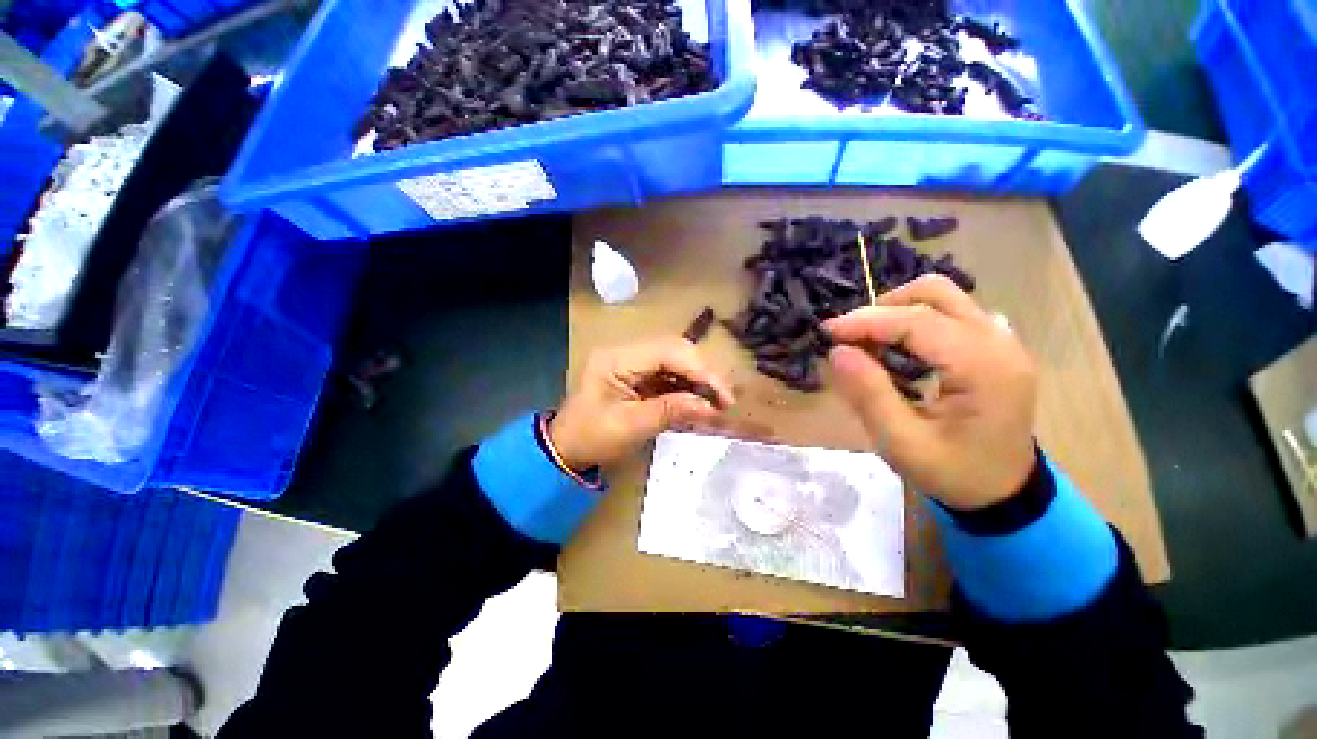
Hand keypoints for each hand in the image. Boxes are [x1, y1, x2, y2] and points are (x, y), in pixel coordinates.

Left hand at [549, 337, 734, 469]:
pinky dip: (686, 389)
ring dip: (697, 381)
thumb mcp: (630, 428)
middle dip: (702, 374)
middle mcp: (626, 352)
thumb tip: (710, 406)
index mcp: (617, 359)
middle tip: (723, 401)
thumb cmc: (591, 438)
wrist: (566, 449)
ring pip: (676, 361)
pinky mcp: (638, 375)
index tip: (723, 396)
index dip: (700, 370)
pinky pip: (669, 375)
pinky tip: (698, 404)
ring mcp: (632, 363)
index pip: (668, 352)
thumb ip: (671, 411)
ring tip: (715, 405)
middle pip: (675, 351)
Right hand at [824, 275, 1036, 510]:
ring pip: (943, 297)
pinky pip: (949, 313)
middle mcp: (999, 342)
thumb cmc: (954, 473)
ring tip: (868, 343)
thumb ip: (869, 394)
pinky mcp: (994, 345)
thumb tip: (837, 352)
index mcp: (984, 368)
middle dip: (883, 308)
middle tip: (850, 337)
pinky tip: (896, 348)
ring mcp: (1002, 340)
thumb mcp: (902, 443)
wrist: (1004, 492)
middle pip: (935, 293)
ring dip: (897, 311)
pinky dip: (913, 320)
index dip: (866, 321)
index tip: (827, 332)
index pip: (918, 321)